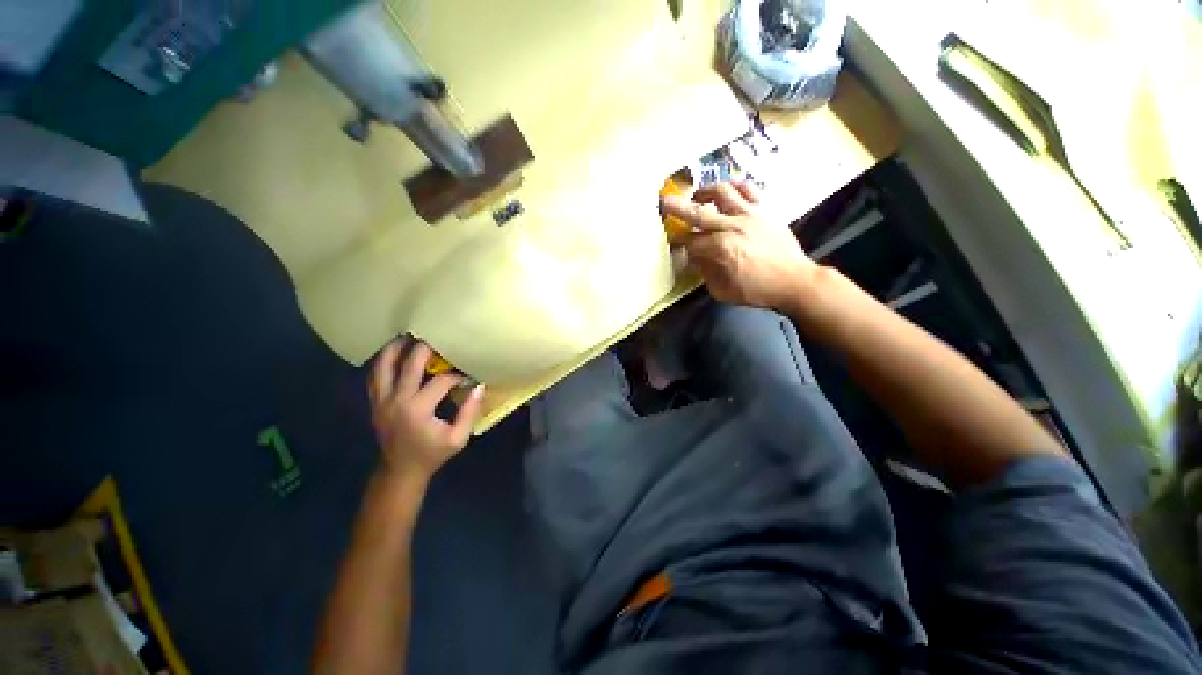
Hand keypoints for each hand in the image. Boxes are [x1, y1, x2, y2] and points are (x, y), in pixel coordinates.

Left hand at [368, 339, 484, 482]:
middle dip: (425, 349)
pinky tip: (393, 353)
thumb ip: (470, 411)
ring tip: (408, 336)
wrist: (400, 471)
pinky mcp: (375, 402)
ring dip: (396, 349)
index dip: (457, 376)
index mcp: (418, 410)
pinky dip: (383, 362)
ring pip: (383, 366)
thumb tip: (479, 386)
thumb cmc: (432, 455)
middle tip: (436, 335)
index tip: (468, 377)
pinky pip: (374, 376)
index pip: (440, 381)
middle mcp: (396, 400)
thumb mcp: (458, 438)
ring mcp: (381, 400)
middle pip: (409, 364)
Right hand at [661, 182, 815, 312]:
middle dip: (676, 208)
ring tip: (697, 196)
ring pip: (722, 191)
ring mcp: (749, 214)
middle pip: (697, 213)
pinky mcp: (764, 209)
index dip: (678, 244)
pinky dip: (734, 185)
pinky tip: (726, 190)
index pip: (690, 243)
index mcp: (720, 249)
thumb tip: (696, 258)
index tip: (672, 244)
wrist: (794, 280)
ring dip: (704, 191)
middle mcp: (731, 226)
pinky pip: (748, 188)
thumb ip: (705, 272)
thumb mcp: (723, 291)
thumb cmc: (757, 290)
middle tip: (662, 201)